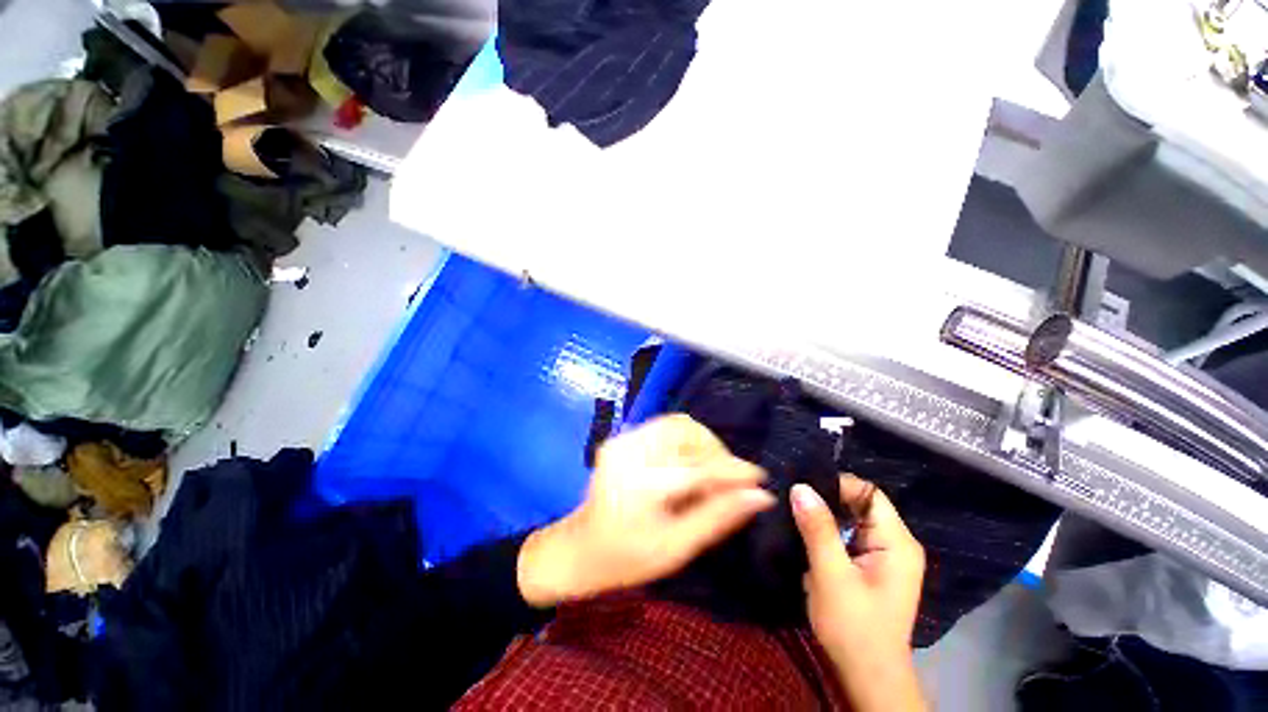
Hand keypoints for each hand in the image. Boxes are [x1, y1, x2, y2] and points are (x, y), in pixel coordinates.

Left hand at [518, 414, 776, 607]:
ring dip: (701, 443)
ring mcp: (623, 439)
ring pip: (678, 423)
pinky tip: (688, 464)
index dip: (733, 469)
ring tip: (710, 471)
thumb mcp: (676, 548)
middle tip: (728, 480)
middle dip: (716, 452)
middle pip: (687, 432)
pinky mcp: (622, 436)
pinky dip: (685, 441)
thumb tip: (760, 496)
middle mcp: (629, 450)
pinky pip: (664, 427)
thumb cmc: (627, 558)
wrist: (580, 547)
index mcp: (640, 484)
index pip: (698, 467)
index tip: (759, 477)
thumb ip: (718, 517)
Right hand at [792, 476, 926, 711]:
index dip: (837, 485)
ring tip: (794, 514)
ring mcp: (885, 556)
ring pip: (851, 520)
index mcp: (897, 542)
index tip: (802, 488)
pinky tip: (806, 537)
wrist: (867, 676)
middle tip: (792, 500)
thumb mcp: (831, 575)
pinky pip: (848, 536)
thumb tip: (800, 487)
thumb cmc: (853, 627)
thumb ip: (817, 529)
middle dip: (826, 500)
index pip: (868, 493)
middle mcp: (896, 544)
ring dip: (824, 518)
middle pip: (860, 504)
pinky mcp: (871, 566)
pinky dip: (827, 533)